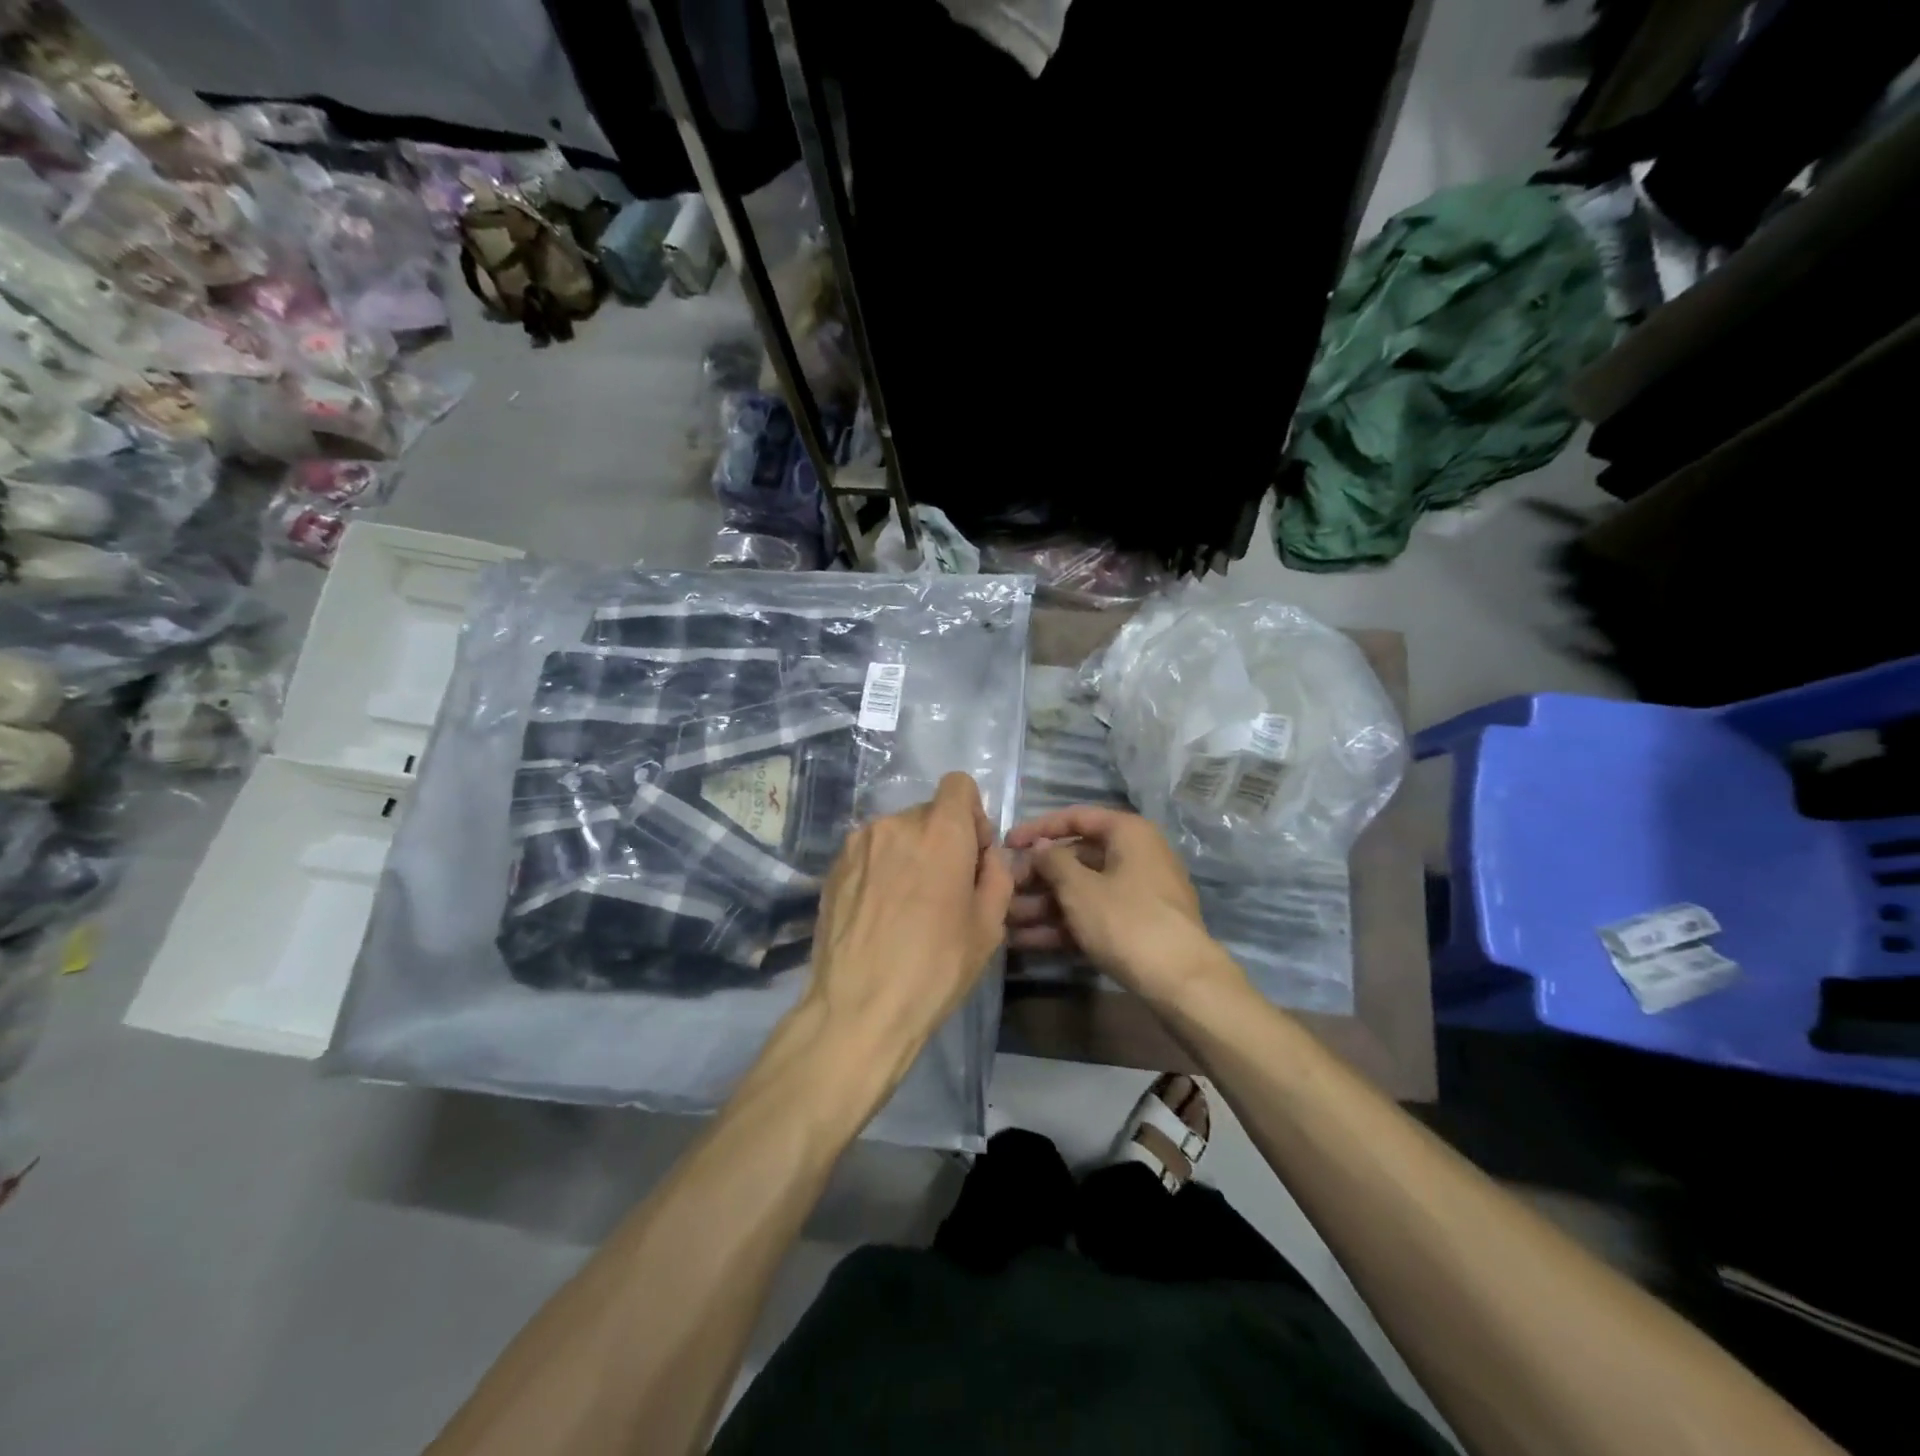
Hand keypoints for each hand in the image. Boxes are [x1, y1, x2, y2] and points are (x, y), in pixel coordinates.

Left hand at [805, 773, 1013, 1083]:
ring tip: (908, 905)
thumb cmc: (935, 969)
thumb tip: (986, 855)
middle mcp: (896, 824)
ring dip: (910, 854)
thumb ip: (996, 874)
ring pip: (897, 833)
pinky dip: (882, 868)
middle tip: (944, 889)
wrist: (858, 1009)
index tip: (972, 854)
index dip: (972, 814)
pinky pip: (870, 852)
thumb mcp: (989, 927)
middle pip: (929, 812)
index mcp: (941, 832)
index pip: (959, 784)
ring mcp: (858, 843)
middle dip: (943, 839)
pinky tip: (880, 912)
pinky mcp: (833, 866)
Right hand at [1005, 806, 1241, 1007]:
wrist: (1183, 982)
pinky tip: (1027, 941)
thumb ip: (1052, 861)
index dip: (1038, 829)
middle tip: (1003, 891)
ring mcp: (1138, 893)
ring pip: (1082, 891)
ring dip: (1043, 905)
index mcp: (1128, 833)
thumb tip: (1040, 847)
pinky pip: (1093, 915)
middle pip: (1076, 858)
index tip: (1006, 844)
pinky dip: (1063, 925)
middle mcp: (1136, 855)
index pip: (1076, 818)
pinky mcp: (1136, 926)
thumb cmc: (1127, 921)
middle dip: (1036, 877)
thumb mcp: (1080, 888)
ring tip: (1006, 921)